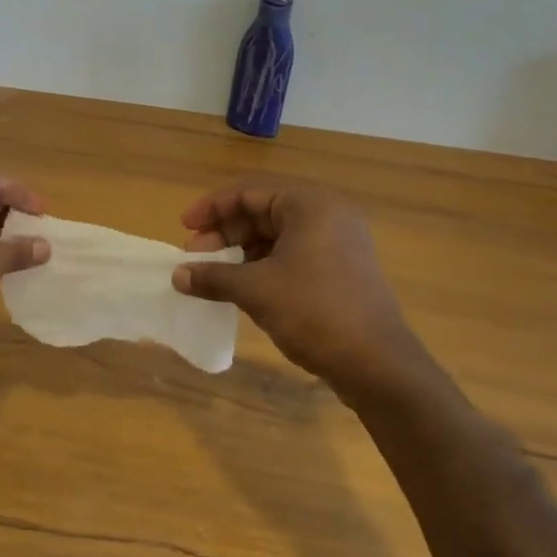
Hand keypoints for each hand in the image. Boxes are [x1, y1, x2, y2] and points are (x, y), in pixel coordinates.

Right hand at [171, 176, 424, 400]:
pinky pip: (292, 254)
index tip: (184, 228)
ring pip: (276, 234)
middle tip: (195, 255)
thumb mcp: (256, 291)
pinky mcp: (340, 269)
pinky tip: (240, 286)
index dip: (212, 208)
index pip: (249, 191)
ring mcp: (337, 243)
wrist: (378, 365)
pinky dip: (262, 265)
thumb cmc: (314, 312)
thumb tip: (178, 275)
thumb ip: (213, 277)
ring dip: (241, 250)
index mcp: (310, 205)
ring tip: (213, 273)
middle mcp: (327, 215)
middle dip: (224, 231)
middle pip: (263, 210)